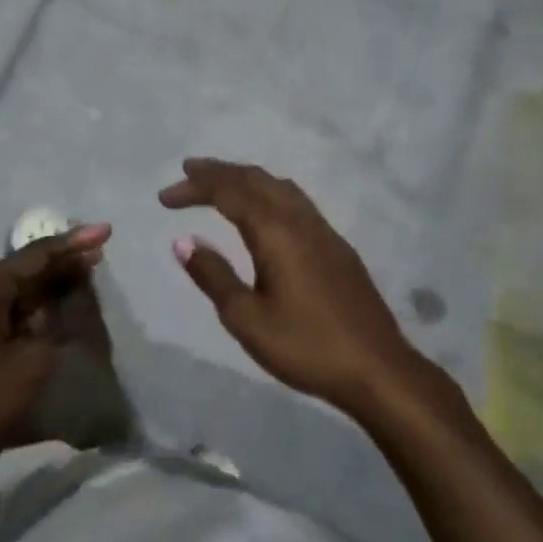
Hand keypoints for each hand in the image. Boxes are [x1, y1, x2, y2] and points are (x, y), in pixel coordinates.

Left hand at [0, 223, 111, 496]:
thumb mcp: (33, 358)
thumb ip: (56, 323)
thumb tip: (66, 304)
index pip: (34, 256)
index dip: (72, 243)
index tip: (105, 231)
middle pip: (26, 269)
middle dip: (64, 261)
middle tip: (101, 251)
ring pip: (21, 290)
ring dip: (54, 284)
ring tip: (90, 272)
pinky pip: (15, 311)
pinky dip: (41, 307)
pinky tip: (64, 306)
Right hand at [160, 159, 422, 414]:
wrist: (378, 369)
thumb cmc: (306, 346)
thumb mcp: (247, 319)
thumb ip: (214, 276)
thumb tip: (183, 241)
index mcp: (276, 232)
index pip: (229, 192)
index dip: (195, 188)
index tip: (165, 197)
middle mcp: (300, 220)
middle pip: (256, 179)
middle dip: (219, 172)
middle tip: (187, 172)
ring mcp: (324, 232)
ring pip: (280, 186)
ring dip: (246, 179)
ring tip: (220, 183)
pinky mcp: (337, 247)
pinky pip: (296, 201)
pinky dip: (268, 192)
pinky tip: (263, 212)